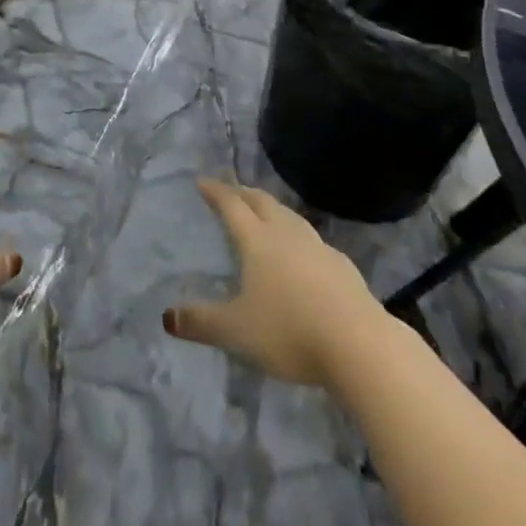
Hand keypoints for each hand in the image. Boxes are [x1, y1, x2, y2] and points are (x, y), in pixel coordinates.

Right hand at [164, 179, 382, 386]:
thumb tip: (166, 317)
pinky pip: (311, 239)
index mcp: (257, 240)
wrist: (359, 344)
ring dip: (272, 209)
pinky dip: (297, 236)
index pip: (231, 205)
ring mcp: (317, 246)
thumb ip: (202, 322)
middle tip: (231, 191)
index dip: (215, 192)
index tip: (202, 181)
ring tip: (264, 213)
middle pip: (262, 202)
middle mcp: (286, 233)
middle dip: (243, 193)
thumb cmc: (290, 331)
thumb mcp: (237, 331)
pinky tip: (302, 253)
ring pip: (289, 216)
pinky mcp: (342, 265)